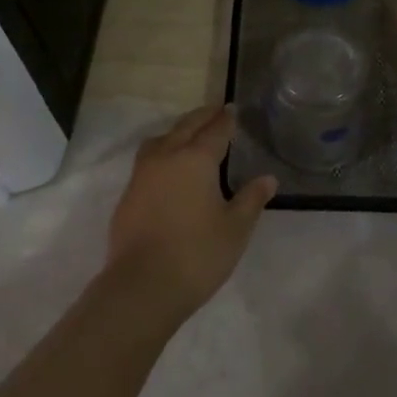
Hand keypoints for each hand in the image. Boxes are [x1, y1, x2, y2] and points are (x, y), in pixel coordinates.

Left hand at [106, 105, 277, 319]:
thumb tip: (268, 179)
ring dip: (178, 131)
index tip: (233, 110)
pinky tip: (169, 169)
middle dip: (203, 117)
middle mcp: (167, 157)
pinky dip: (163, 153)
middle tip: (216, 112)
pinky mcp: (128, 194)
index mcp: (196, 159)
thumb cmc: (197, 254)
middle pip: (186, 127)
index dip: (226, 119)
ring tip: (190, 136)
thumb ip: (251, 199)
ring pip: (162, 139)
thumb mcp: (235, 229)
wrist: (141, 287)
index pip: (216, 130)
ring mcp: (142, 174)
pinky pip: (148, 160)